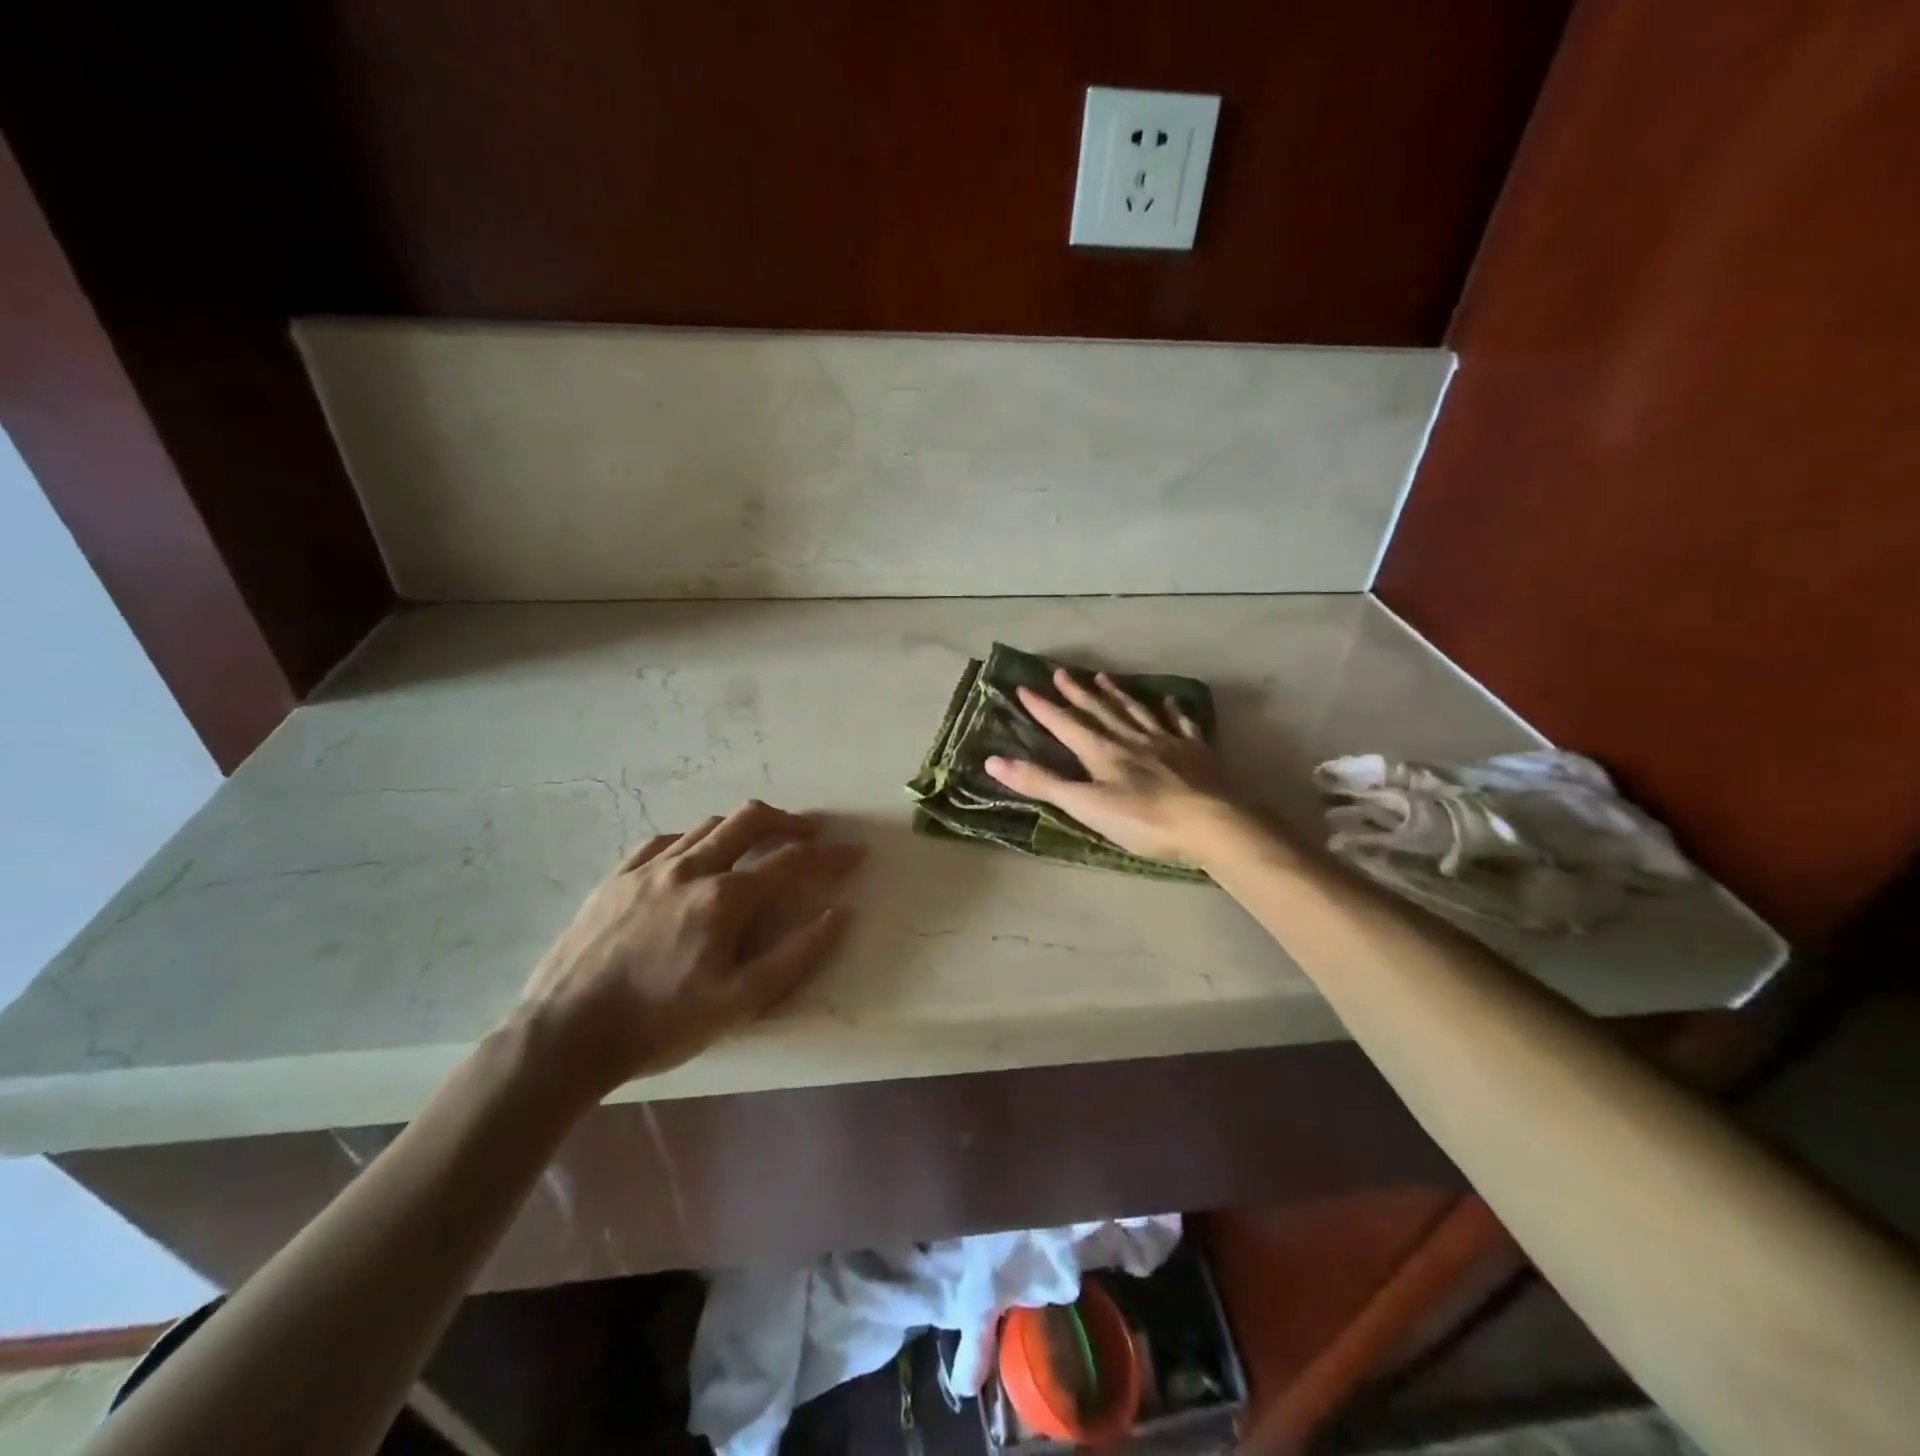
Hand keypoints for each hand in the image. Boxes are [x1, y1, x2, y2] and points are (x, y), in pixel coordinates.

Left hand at [516, 801, 864, 1097]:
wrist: (564, 1037)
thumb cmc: (659, 1025)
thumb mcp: (738, 1004)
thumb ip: (794, 957)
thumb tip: (837, 915)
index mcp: (723, 898)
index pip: (790, 862)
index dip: (829, 856)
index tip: (855, 853)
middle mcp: (690, 868)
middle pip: (750, 821)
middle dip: (789, 820)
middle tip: (812, 831)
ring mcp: (649, 869)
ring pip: (709, 826)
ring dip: (743, 829)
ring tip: (759, 845)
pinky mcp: (616, 878)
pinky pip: (666, 841)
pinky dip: (696, 840)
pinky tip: (696, 857)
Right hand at [984, 668, 1236, 864]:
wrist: (1213, 823)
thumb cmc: (1144, 821)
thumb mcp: (1085, 806)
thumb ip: (1042, 783)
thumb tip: (993, 761)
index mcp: (1102, 752)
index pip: (1065, 724)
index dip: (1043, 708)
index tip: (1023, 688)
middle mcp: (1131, 738)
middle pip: (1099, 710)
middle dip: (1077, 692)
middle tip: (1060, 672)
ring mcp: (1166, 742)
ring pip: (1135, 711)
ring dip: (1116, 694)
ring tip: (1103, 676)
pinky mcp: (1196, 752)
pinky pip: (1179, 723)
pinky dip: (1172, 710)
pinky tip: (1168, 700)